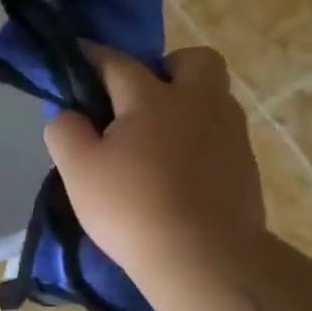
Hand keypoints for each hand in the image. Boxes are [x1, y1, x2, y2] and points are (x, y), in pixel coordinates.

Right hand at [43, 45, 265, 302]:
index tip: (79, 52)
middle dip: (167, 67)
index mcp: (153, 99)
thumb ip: (65, 132)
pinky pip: (221, 134)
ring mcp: (230, 134)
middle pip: (194, 60)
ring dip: (187, 103)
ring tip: (157, 139)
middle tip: (140, 98)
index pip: (118, 63)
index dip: (94, 55)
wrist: (204, 258)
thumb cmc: (131, 207)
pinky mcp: (246, 166)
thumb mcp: (78, 170)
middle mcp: (199, 104)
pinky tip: (179, 170)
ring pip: (213, 97)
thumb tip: (70, 114)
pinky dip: (199, 139)